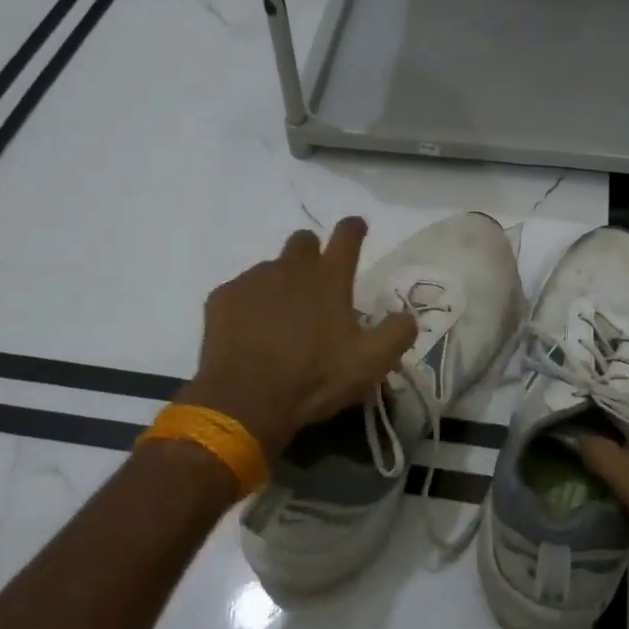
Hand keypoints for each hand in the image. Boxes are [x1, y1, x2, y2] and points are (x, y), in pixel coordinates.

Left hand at [177, 218, 416, 460]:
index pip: (347, 236)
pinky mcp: (222, 297)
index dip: (354, 228)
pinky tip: (251, 332)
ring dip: (281, 284)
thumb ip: (397, 333)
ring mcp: (252, 280)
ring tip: (281, 320)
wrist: (244, 401)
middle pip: (303, 240)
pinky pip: (241, 291)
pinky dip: (250, 305)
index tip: (356, 226)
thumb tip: (406, 316)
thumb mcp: (371, 363)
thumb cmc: (313, 379)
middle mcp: (291, 268)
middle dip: (312, 252)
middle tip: (316, 285)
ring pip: (271, 268)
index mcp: (329, 278)